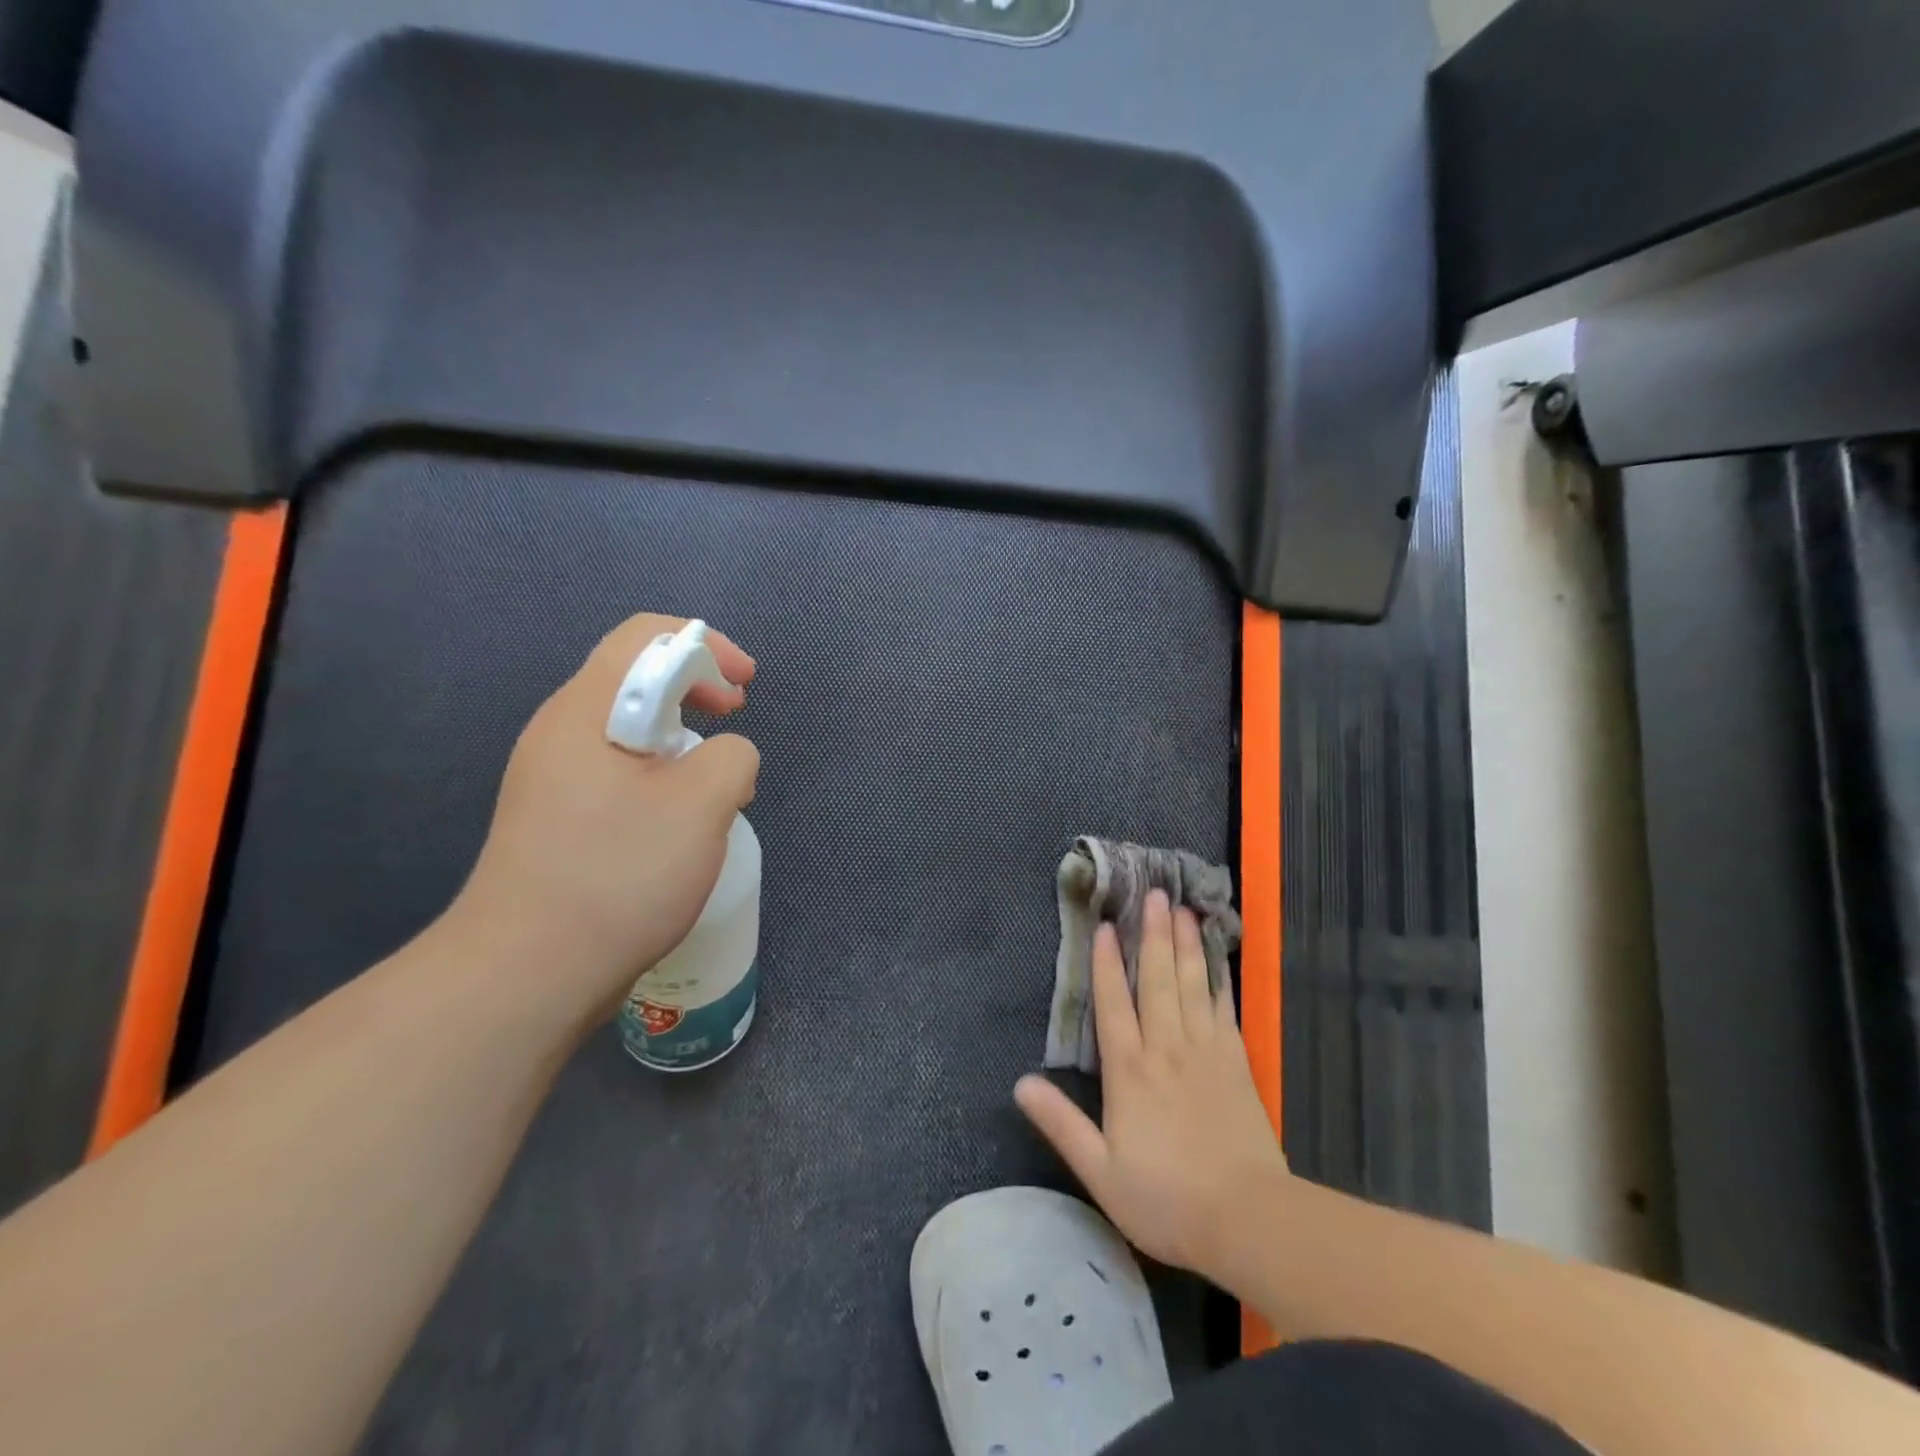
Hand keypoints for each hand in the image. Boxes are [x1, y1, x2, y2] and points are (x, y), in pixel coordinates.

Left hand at [451, 612, 759, 1020]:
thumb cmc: (618, 874)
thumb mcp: (702, 805)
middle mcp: (559, 734)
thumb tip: (724, 757)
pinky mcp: (556, 821)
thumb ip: (732, 757)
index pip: (644, 636)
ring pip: (628, 730)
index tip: (745, 687)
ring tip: (714, 783)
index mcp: (585, 711)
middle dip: (696, 688)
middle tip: (734, 721)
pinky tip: (678, 823)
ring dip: (682, 739)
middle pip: (634, 677)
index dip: (706, 645)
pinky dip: (660, 777)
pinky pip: (617, 773)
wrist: (527, 975)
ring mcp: (551, 780)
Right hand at [1015, 891, 1289, 1281]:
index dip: (1105, 964)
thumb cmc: (1166, 1199)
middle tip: (1153, 895)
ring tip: (1183, 910)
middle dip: (1152, 936)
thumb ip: (1061, 1124)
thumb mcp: (1100, 1171)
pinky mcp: (1236, 1063)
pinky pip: (1223, 1009)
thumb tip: (1021, 1083)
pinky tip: (1216, 958)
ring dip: (1185, 945)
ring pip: (1191, 985)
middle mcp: (1166, 1048)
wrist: (1248, 1220)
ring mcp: (1206, 1052)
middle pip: (1156, 981)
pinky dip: (1218, 978)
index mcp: (1130, 1071)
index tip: (1104, 927)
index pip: (1113, 1005)